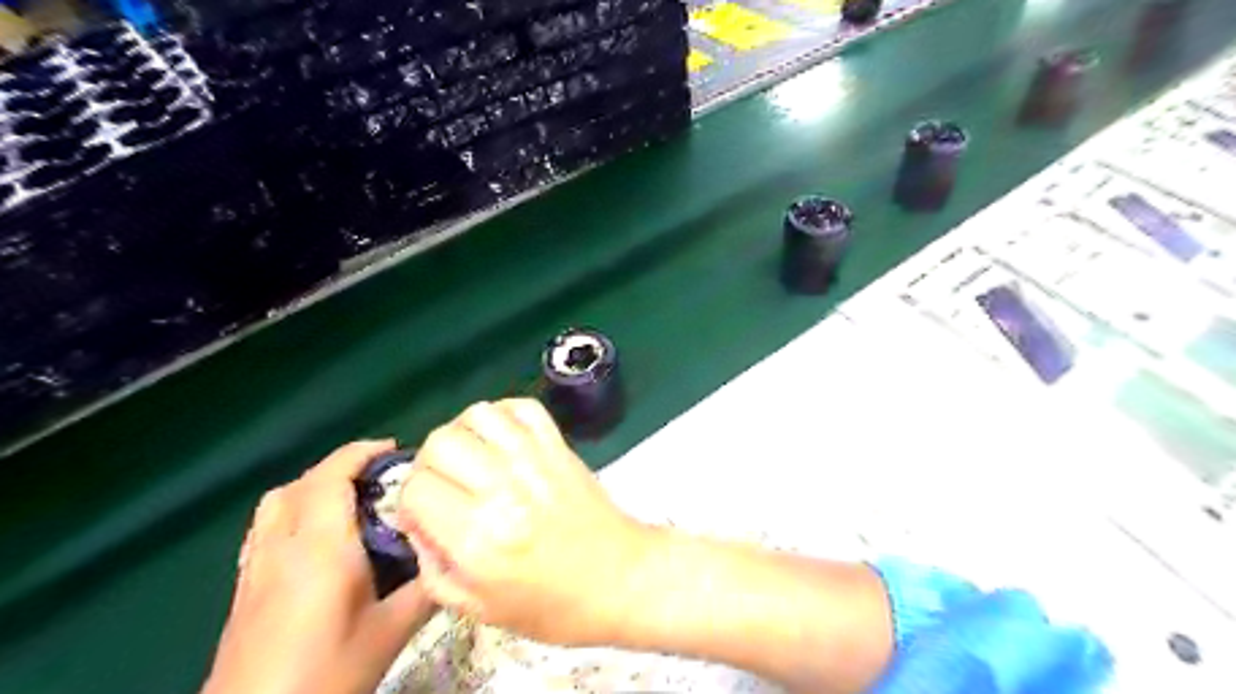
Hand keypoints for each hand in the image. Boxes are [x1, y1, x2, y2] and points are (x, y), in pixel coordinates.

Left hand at [201, 442, 432, 693]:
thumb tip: (455, 557)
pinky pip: (265, 527)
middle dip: (341, 466)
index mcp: (319, 547)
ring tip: (350, 498)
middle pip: (301, 483)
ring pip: (276, 502)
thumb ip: (427, 589)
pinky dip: (293, 510)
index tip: (394, 449)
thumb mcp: (390, 632)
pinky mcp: (244, 588)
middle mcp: (281, 546)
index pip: (330, 477)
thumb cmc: (326, 674)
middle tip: (381, 476)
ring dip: (313, 485)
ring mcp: (255, 567)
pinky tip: (316, 537)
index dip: (361, 453)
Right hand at [397, 399, 649, 647]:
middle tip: (443, 484)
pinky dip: (504, 414)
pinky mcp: (560, 447)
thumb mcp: (481, 609)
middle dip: (428, 464)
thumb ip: (435, 571)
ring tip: (471, 457)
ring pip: (478, 415)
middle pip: (440, 442)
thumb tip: (417, 525)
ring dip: (462, 433)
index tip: (422, 515)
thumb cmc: (554, 606)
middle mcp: (503, 489)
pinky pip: (522, 407)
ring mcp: (535, 461)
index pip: (416, 489)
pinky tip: (503, 439)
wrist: (622, 579)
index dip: (408, 503)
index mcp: (478, 538)